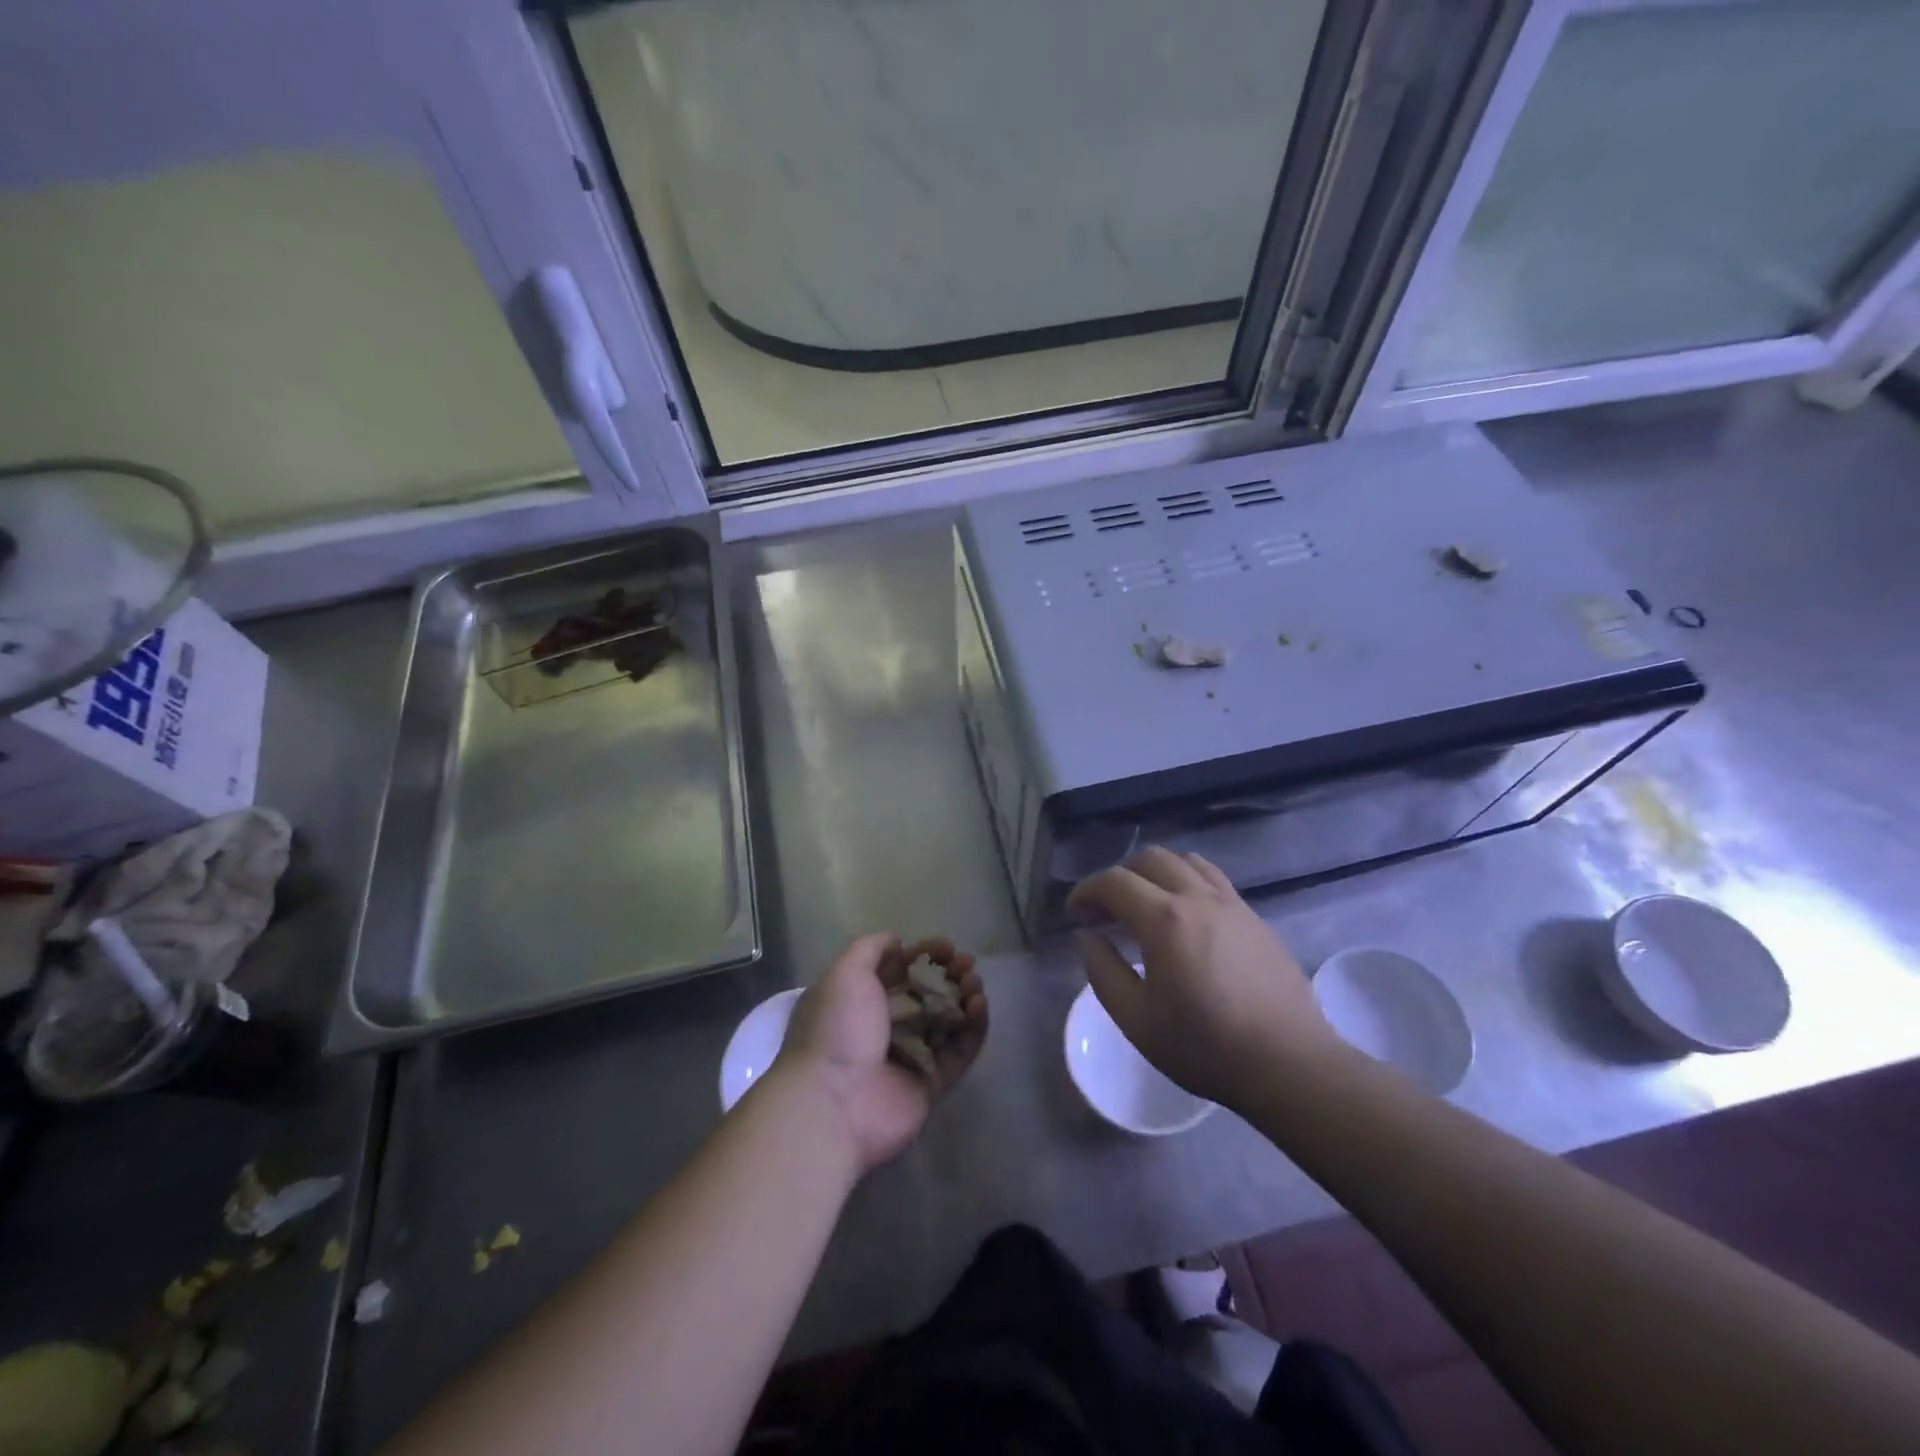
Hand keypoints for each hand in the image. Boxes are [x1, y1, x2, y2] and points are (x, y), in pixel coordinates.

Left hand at [777, 934, 987, 1173]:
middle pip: (926, 994)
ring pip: (946, 1022)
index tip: (948, 946)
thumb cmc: (837, 1029)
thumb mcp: (845, 973)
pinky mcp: (930, 1085)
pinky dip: (973, 1029)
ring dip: (964, 998)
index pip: (899, 971)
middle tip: (968, 964)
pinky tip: (979, 1006)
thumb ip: (870, 949)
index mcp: (859, 1001)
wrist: (833, 1102)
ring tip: (975, 984)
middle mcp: (884, 1028)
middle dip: (949, 975)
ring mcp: (909, 1058)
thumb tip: (896, 940)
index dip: (924, 955)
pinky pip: (958, 1052)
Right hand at [1068, 847, 1337, 1111]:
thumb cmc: (1205, 1046)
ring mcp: (1232, 903)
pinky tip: (1184, 917)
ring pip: (1185, 861)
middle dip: (1118, 877)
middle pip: (1149, 859)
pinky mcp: (1254, 917)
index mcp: (1164, 919)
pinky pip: (1213, 879)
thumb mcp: (1136, 1019)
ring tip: (1144, 904)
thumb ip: (1102, 971)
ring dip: (1155, 873)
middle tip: (1106, 911)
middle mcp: (1198, 898)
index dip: (1086, 891)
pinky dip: (1186, 881)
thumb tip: (1087, 936)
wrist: (1289, 1063)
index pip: (1114, 882)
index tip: (1075, 914)